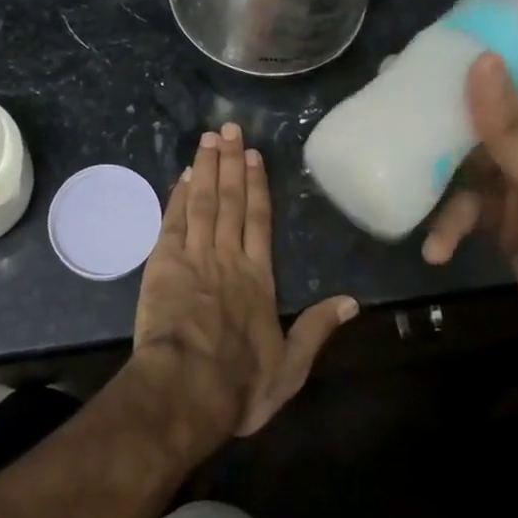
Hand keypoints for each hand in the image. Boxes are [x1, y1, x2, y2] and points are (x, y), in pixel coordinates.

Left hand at [133, 124, 357, 441]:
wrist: (186, 389)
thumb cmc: (240, 384)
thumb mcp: (290, 367)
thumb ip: (318, 330)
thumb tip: (353, 302)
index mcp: (258, 278)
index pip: (259, 220)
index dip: (257, 186)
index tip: (253, 155)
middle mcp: (228, 257)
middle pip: (231, 201)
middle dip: (230, 163)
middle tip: (228, 128)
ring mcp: (195, 256)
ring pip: (203, 202)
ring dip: (206, 168)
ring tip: (208, 139)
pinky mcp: (164, 263)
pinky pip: (174, 220)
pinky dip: (179, 196)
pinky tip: (182, 176)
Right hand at [421, 0, 517, 424]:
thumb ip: (516, 136)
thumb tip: (476, 62)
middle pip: (510, 99)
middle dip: (463, 88)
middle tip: (407, 74)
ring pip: (479, 152)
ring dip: (444, 162)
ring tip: (401, 155)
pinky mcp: (514, 227)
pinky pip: (471, 206)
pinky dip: (450, 221)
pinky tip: (434, 246)